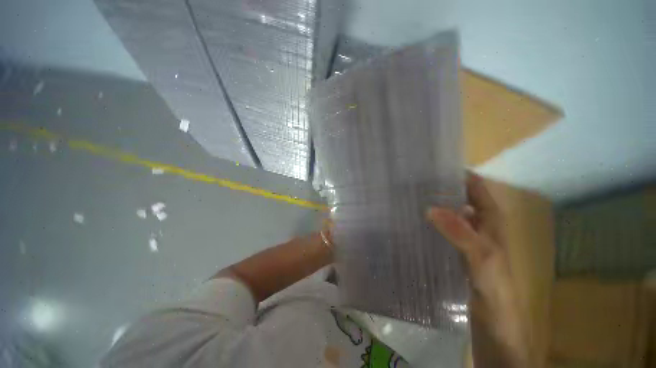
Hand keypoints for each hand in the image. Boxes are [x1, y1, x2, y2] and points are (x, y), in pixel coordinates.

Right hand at [428, 173, 527, 366]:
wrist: (496, 332)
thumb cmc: (497, 295)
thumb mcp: (482, 262)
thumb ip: (461, 235)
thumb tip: (431, 208)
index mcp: (492, 225)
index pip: (478, 190)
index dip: (460, 176)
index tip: (435, 167)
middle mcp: (480, 229)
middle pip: (462, 200)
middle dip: (443, 188)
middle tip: (416, 181)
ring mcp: (468, 242)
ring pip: (452, 215)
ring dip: (436, 204)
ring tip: (411, 197)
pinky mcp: (457, 254)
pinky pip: (444, 231)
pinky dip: (432, 223)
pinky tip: (416, 223)